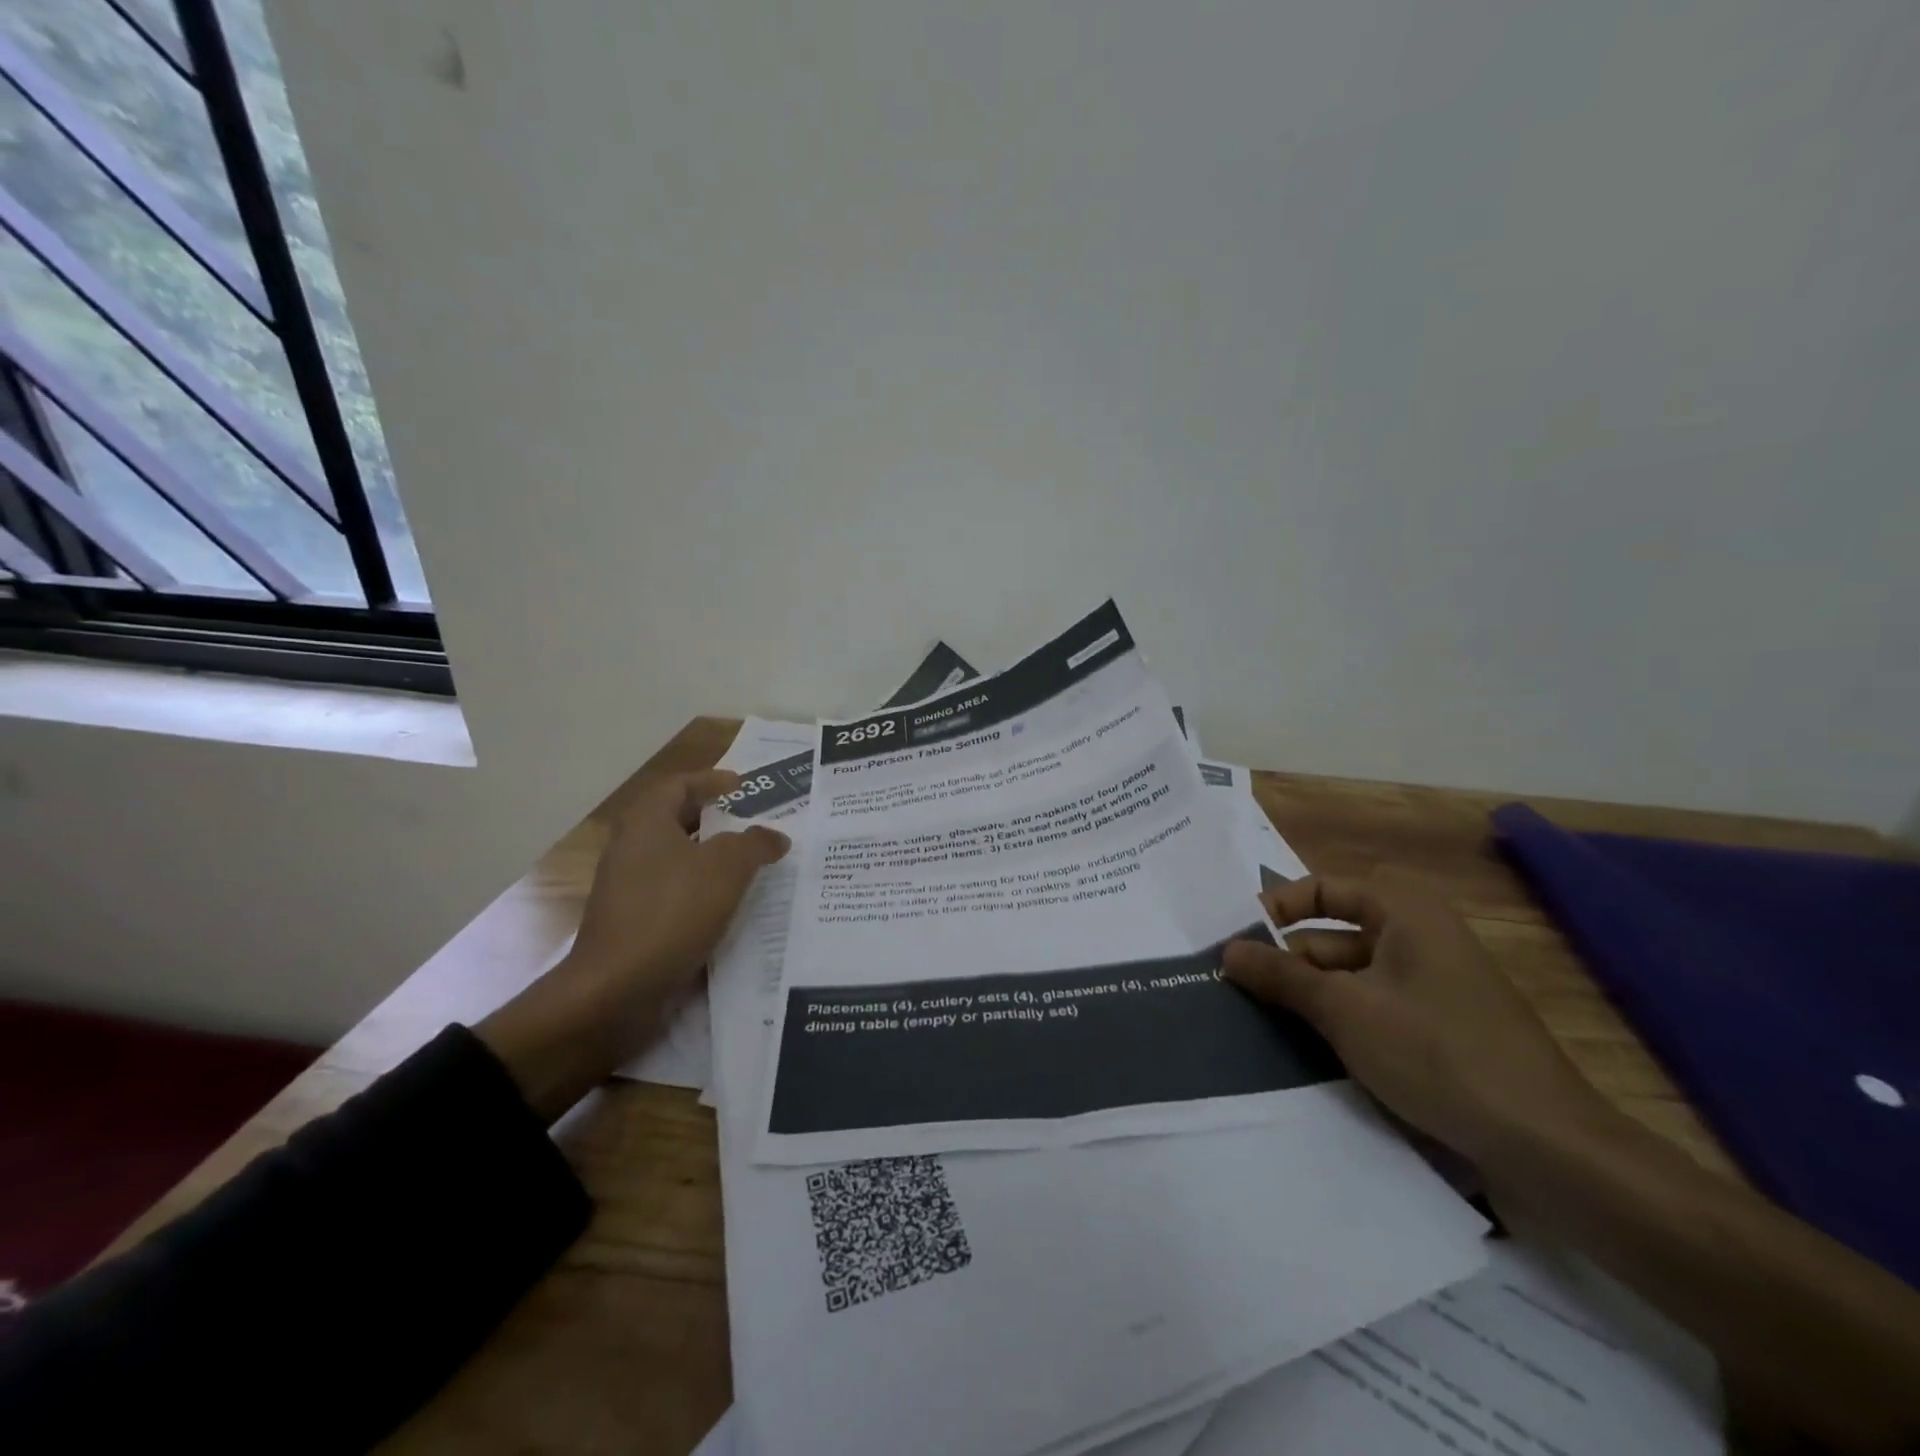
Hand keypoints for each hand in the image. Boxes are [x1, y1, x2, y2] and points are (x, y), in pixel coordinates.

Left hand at [568, 768, 790, 1006]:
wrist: (616, 989)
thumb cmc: (672, 912)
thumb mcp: (727, 868)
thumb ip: (755, 844)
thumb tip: (775, 836)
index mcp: (646, 823)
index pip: (678, 785)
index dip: (711, 781)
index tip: (741, 785)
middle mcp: (630, 849)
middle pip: (675, 821)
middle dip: (714, 819)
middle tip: (751, 822)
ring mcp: (627, 889)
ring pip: (676, 860)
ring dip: (711, 859)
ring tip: (750, 864)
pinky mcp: (632, 924)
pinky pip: (673, 895)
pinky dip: (701, 892)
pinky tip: (730, 907)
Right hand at [1221, 870, 1612, 1167]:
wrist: (1547, 1145)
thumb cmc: (1437, 1053)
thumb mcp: (1345, 1010)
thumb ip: (1281, 976)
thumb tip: (1226, 951)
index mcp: (1404, 912)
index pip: (1320, 889)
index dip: (1275, 909)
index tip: (1236, 942)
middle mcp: (1419, 936)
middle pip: (1332, 934)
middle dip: (1286, 960)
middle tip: (1236, 988)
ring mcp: (1432, 983)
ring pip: (1349, 975)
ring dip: (1308, 994)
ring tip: (1258, 1020)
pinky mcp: (1439, 1025)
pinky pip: (1373, 1006)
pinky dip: (1339, 1019)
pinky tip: (1306, 1047)